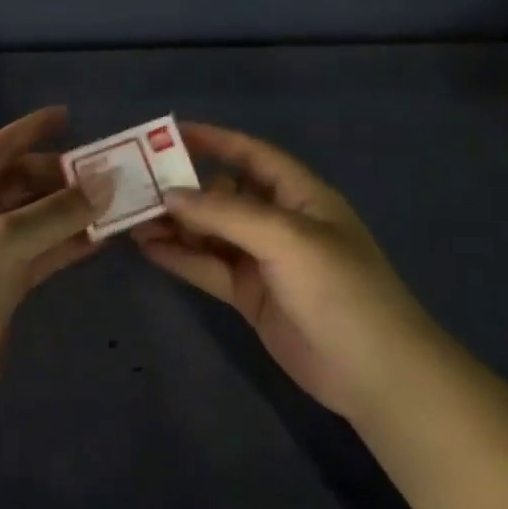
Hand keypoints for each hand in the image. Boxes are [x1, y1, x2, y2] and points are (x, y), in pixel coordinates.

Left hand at [0, 107, 112, 410]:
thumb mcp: (7, 241)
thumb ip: (57, 211)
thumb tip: (106, 181)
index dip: (30, 129)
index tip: (67, 115)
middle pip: (22, 183)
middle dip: (61, 176)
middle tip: (106, 172)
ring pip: (38, 218)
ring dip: (72, 210)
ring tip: (115, 202)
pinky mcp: (6, 284)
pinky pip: (44, 251)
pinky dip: (70, 243)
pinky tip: (103, 238)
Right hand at [131, 122, 427, 419]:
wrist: (376, 374)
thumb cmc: (340, 290)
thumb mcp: (286, 240)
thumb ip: (226, 213)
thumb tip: (170, 194)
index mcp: (299, 195)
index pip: (250, 154)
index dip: (213, 140)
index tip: (169, 134)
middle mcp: (278, 221)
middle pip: (222, 194)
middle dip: (182, 188)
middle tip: (135, 186)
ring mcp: (262, 260)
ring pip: (209, 233)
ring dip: (174, 225)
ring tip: (131, 219)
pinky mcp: (249, 295)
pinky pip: (207, 267)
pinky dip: (179, 257)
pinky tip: (147, 249)